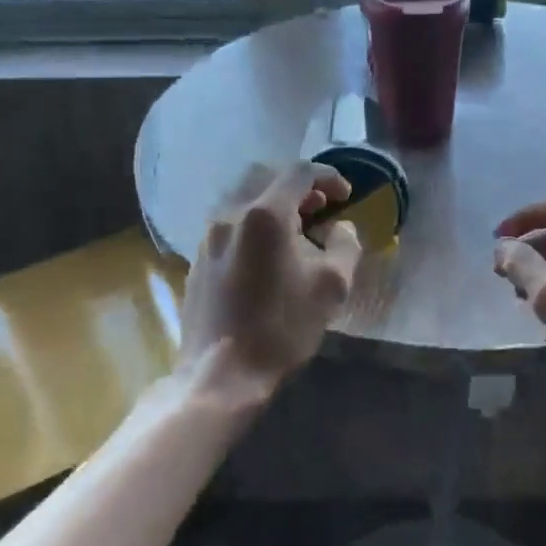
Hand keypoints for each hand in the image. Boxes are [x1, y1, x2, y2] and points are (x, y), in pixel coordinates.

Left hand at [179, 162, 363, 402]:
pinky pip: (230, 222)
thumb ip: (344, 245)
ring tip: (297, 228)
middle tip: (321, 206)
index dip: (328, 177)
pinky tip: (268, 252)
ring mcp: (209, 235)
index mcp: (265, 214)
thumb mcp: (332, 286)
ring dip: (273, 201)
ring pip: (243, 197)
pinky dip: (254, 221)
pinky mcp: (198, 258)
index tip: (346, 196)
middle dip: (298, 184)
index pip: (299, 172)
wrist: (221, 373)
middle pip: (265, 175)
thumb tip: (340, 227)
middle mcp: (231, 214)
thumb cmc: (282, 328)